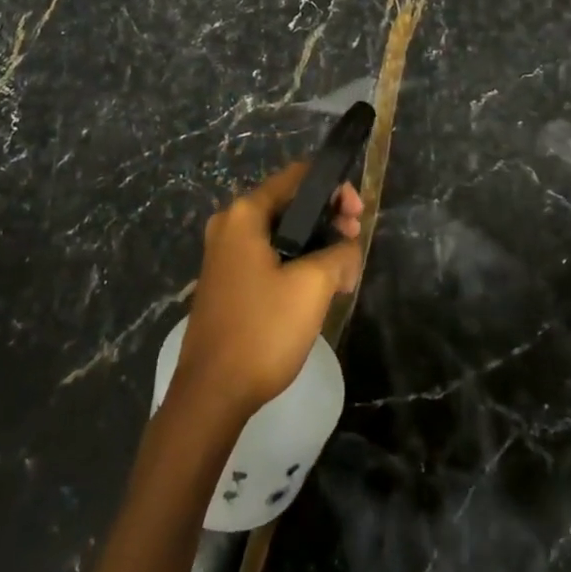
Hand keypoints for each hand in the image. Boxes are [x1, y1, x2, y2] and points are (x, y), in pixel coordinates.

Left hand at [170, 161, 363, 422]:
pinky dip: (296, 262)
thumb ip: (340, 252)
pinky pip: (269, 256)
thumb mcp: (313, 285)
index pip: (297, 177)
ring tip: (343, 274)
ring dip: (316, 245)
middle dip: (328, 219)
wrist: (212, 394)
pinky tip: (318, 288)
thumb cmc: (263, 329)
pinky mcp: (227, 281)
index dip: (334, 189)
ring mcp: (224, 254)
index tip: (358, 216)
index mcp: (245, 214)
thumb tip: (347, 247)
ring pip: (282, 233)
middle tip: (355, 245)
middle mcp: (229, 225)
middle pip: (290, 204)